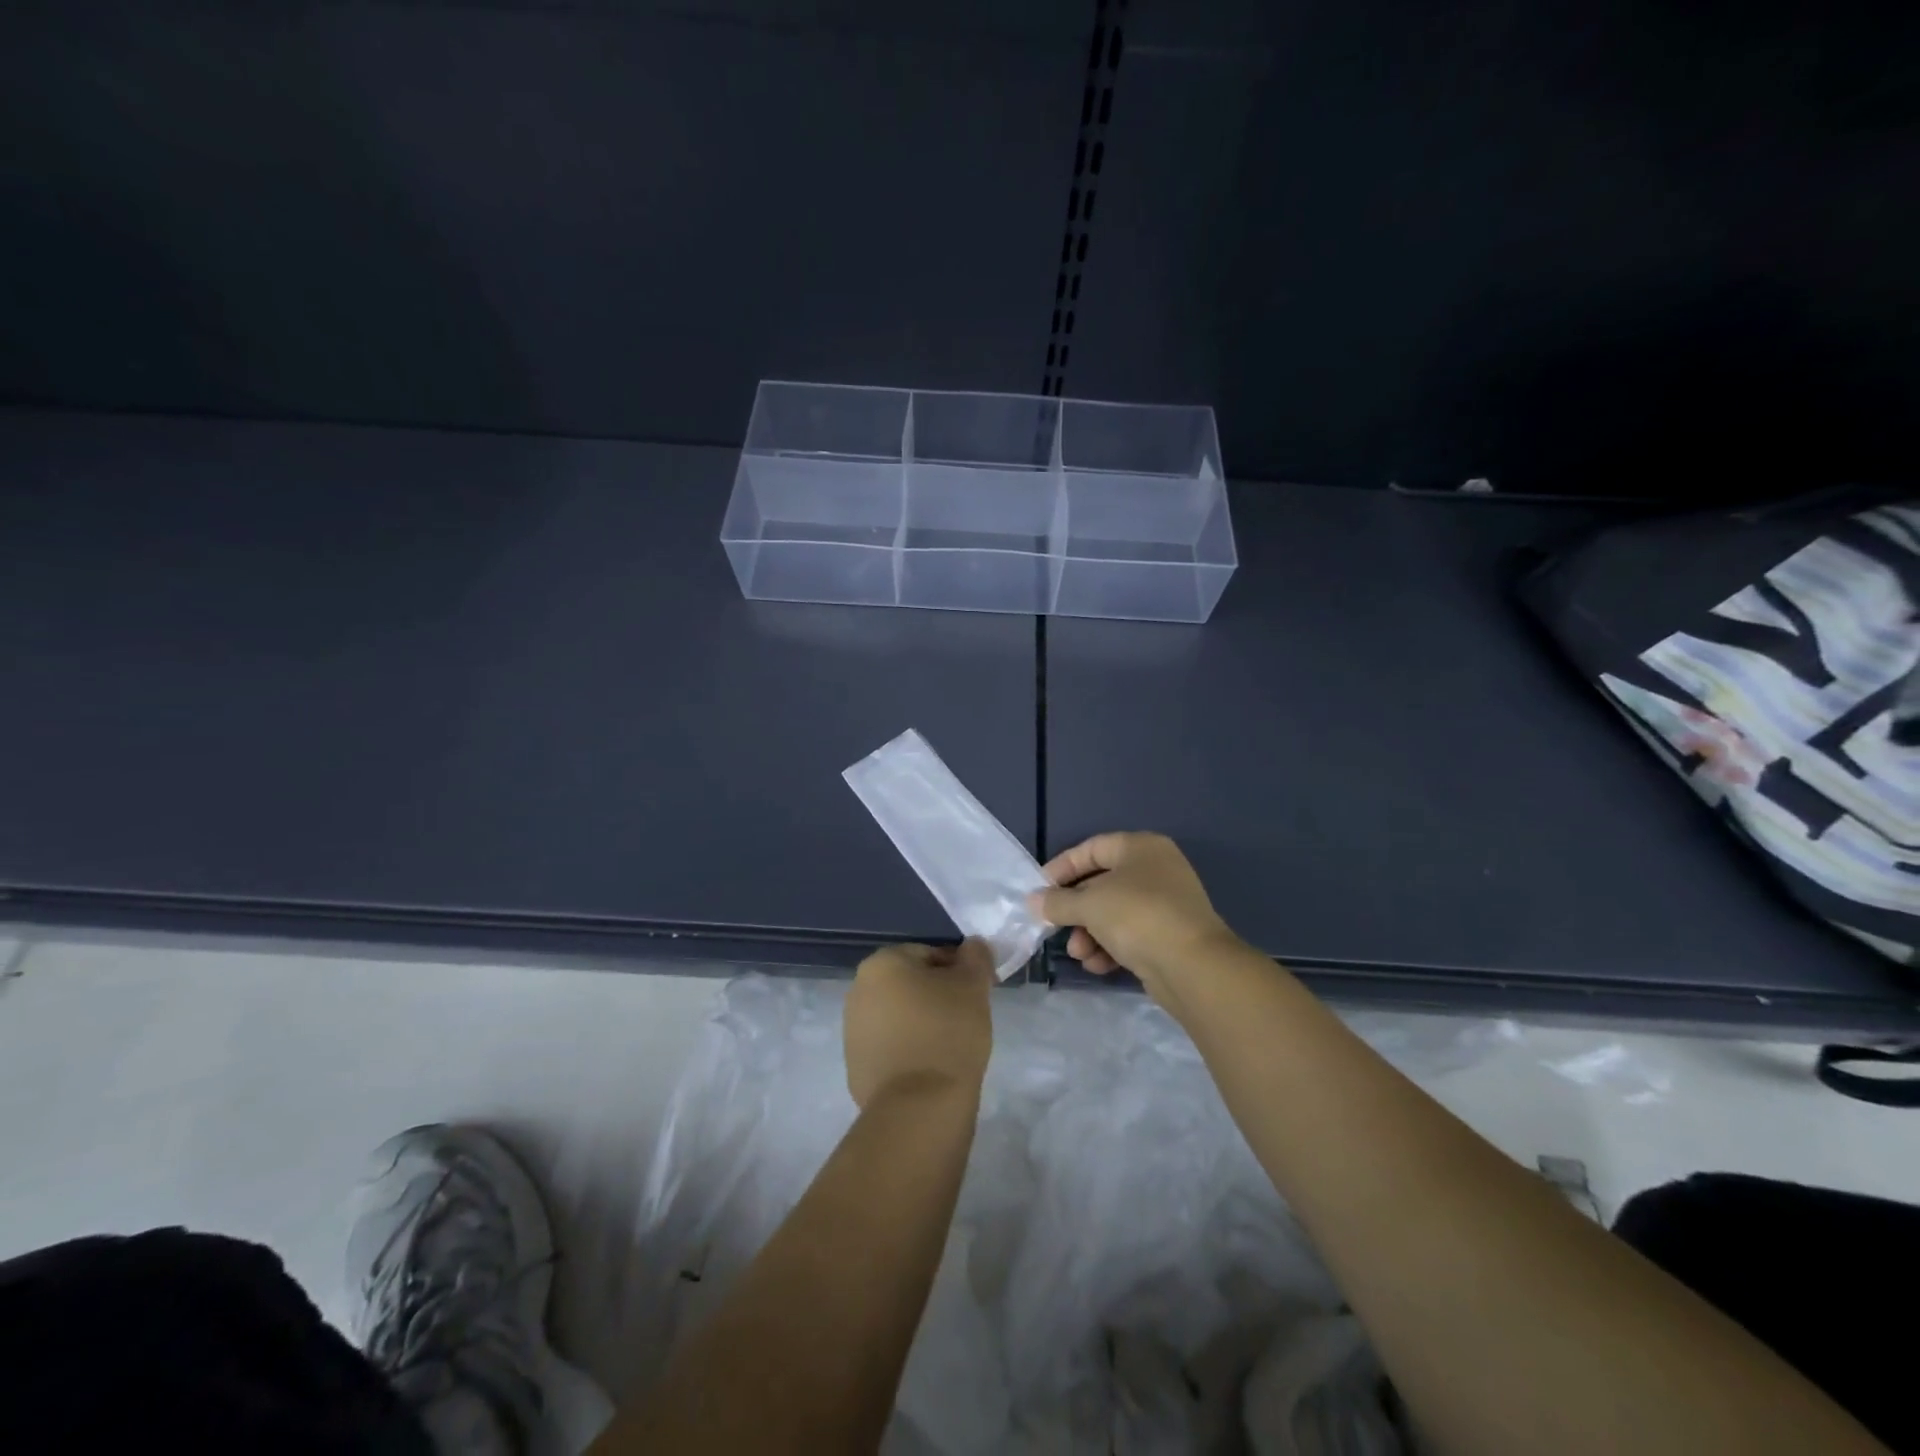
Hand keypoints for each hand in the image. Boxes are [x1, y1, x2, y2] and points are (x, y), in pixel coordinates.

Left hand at [845, 940, 994, 1108]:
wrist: (919, 1106)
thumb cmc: (948, 1031)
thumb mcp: (973, 984)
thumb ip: (976, 956)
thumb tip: (973, 947)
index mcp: (881, 964)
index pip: (929, 954)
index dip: (958, 971)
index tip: (976, 994)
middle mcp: (858, 990)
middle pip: (910, 984)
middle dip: (937, 996)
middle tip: (966, 1018)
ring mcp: (852, 1031)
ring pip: (899, 1016)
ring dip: (922, 1023)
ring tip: (950, 1046)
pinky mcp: (855, 1067)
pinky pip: (890, 1048)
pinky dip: (909, 1052)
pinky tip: (930, 1068)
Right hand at [1028, 833, 1238, 1011]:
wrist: (1193, 967)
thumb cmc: (1137, 917)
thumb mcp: (1089, 905)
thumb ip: (1058, 902)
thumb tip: (1034, 901)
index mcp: (1140, 848)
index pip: (1091, 849)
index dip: (1062, 868)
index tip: (1039, 890)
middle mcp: (1156, 869)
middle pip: (1101, 883)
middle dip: (1075, 910)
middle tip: (1054, 927)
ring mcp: (1165, 903)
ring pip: (1114, 912)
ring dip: (1089, 933)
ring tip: (1079, 954)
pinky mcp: (1169, 935)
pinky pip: (1130, 934)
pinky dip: (1110, 947)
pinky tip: (1098, 965)